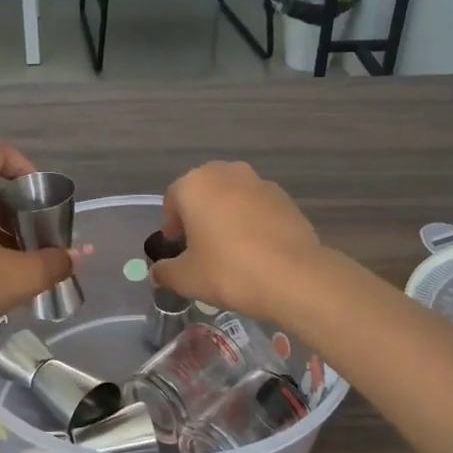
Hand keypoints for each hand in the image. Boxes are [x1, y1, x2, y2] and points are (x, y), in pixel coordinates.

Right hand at [152, 161, 326, 323]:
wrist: (294, 277)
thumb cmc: (228, 271)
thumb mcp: (186, 278)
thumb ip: (165, 272)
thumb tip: (157, 273)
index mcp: (196, 185)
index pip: (172, 200)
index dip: (170, 226)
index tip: (176, 249)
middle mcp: (227, 173)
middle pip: (203, 193)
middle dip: (198, 217)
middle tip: (200, 248)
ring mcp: (260, 183)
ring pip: (232, 198)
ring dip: (226, 217)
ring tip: (229, 251)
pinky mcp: (286, 199)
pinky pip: (257, 208)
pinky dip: (251, 223)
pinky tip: (256, 251)